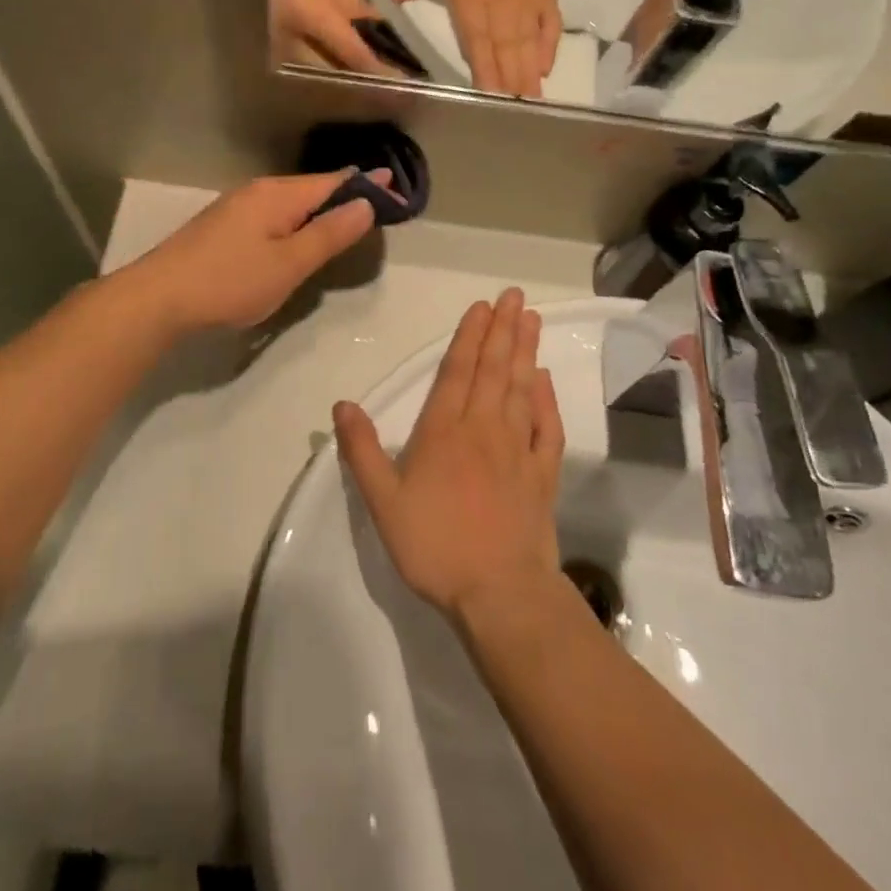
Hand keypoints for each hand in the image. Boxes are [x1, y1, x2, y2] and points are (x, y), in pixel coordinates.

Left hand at [130, 171, 381, 332]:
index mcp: (278, 195)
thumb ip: (328, 234)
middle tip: (377, 202)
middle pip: (311, 188)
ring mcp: (237, 207)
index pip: (333, 182)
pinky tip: (298, 234)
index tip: (395, 186)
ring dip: (320, 207)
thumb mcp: (289, 263)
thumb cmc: (230, 281)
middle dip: (344, 193)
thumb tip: (365, 204)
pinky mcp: (223, 227)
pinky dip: (297, 220)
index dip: (365, 185)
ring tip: (345, 216)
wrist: (158, 298)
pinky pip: (273, 214)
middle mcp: (258, 192)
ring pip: (291, 202)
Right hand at [335, 288, 564, 618]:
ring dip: (526, 352)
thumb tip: (342, 405)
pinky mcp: (542, 475)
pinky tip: (545, 380)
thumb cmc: (435, 546)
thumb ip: (362, 451)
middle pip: (494, 370)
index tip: (482, 307)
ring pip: (522, 389)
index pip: (457, 372)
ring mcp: (518, 450)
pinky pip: (548, 427)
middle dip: (503, 330)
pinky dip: (547, 399)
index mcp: (444, 432)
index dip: (469, 336)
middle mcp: (484, 430)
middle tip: (514, 296)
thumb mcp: (384, 503)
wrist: (499, 593)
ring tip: (531, 319)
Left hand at [391, 0, 560, 97]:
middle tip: (512, 111)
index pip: (477, 44)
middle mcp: (502, 10)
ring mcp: (527, 5)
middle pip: (504, 53)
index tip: (486, 98)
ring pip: (526, 46)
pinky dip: (548, 48)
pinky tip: (546, 69)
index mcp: (474, 1)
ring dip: (528, 74)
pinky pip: (549, 27)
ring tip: (531, 101)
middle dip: (508, 83)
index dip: (483, 72)